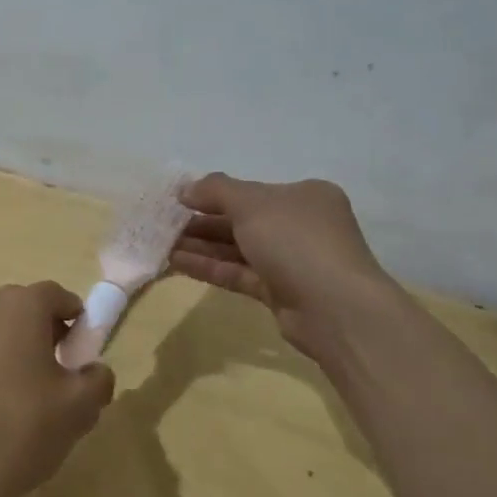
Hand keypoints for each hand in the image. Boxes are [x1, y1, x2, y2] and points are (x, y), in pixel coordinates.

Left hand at [0, 282, 114, 496]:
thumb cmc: (19, 429)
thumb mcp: (79, 408)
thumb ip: (98, 379)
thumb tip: (93, 371)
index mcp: (19, 305)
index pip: (60, 297)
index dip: (79, 325)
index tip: (84, 360)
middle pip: (26, 312)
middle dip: (48, 339)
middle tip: (61, 384)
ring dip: (17, 355)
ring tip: (27, 405)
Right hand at [170, 173, 394, 362]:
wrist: (334, 308)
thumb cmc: (296, 241)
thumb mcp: (253, 203)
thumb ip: (216, 191)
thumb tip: (185, 189)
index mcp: (304, 196)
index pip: (252, 191)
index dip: (214, 194)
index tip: (179, 199)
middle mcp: (300, 225)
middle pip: (243, 219)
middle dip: (203, 221)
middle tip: (164, 223)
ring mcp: (290, 261)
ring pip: (237, 248)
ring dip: (201, 245)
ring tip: (161, 243)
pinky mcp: (279, 291)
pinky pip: (238, 272)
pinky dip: (209, 266)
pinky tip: (176, 262)